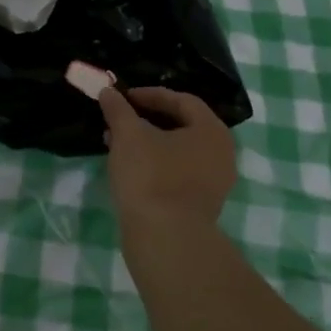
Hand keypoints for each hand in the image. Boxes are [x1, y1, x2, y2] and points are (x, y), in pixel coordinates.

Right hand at [98, 87, 237, 231]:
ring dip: (147, 142)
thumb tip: (108, 92)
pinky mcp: (200, 204)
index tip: (124, 97)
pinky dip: (154, 163)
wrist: (166, 238)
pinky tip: (128, 167)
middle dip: (147, 119)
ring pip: (177, 151)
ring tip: (117, 142)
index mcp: (211, 131)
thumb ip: (118, 109)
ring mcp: (214, 182)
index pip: (182, 100)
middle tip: (120, 118)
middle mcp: (221, 154)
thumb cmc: (151, 176)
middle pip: (182, 125)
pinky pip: (177, 172)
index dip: (151, 94)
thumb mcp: (128, 135)